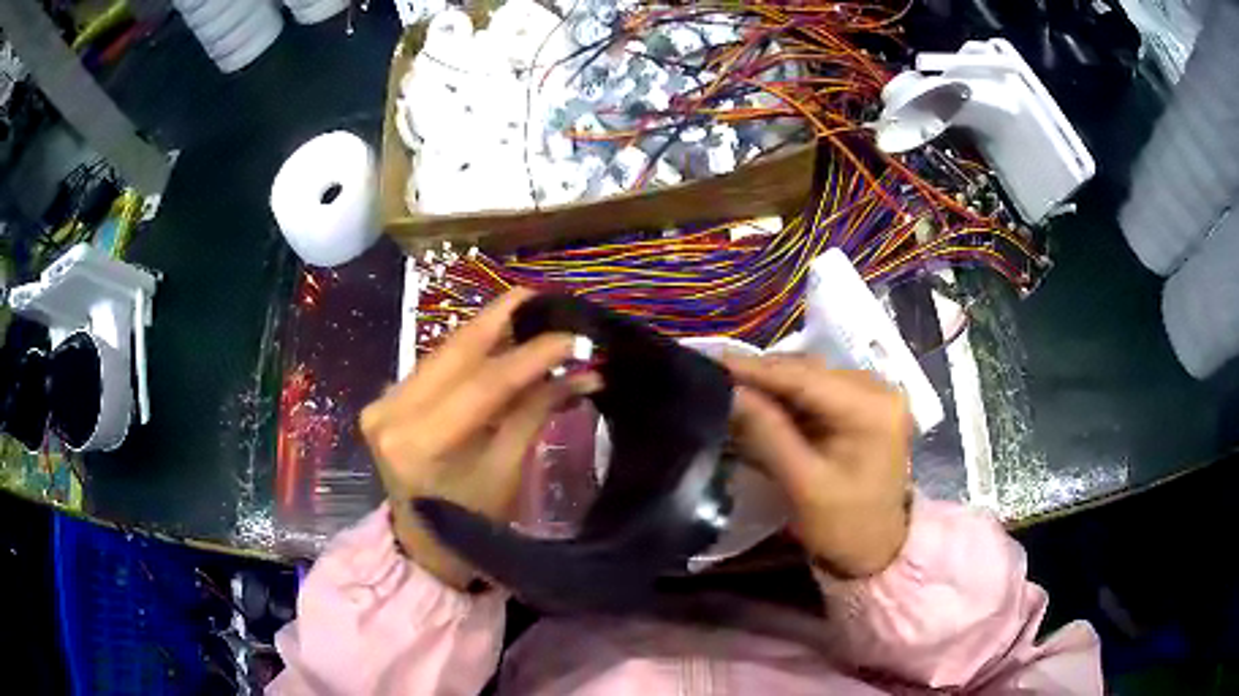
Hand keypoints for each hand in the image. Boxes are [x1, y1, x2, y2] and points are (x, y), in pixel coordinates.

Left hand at [360, 288, 599, 588]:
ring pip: (444, 352)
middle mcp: (390, 411)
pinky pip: (435, 364)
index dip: (531, 355)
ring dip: (488, 330)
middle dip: (504, 319)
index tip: (573, 334)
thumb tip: (585, 371)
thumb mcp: (508, 469)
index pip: (482, 383)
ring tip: (530, 313)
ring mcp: (382, 401)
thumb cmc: (471, 520)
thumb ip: (537, 410)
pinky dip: (469, 351)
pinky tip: (498, 337)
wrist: (423, 543)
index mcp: (419, 442)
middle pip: (456, 352)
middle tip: (545, 298)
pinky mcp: (386, 398)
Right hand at [722, 354, 912, 577]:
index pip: (805, 377)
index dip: (755, 368)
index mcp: (871, 408)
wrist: (878, 550)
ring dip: (773, 385)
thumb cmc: (844, 526)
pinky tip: (761, 403)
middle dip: (761, 375)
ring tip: (730, 387)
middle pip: (809, 372)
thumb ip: (767, 434)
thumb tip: (729, 392)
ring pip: (811, 378)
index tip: (712, 361)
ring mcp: (874, 396)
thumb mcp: (803, 484)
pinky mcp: (865, 406)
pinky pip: (819, 391)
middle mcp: (878, 389)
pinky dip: (788, 397)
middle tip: (714, 376)